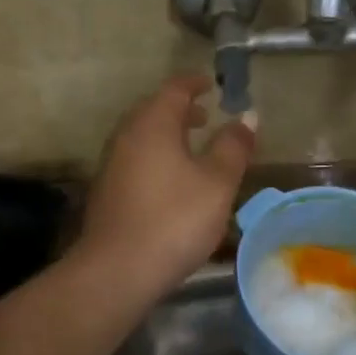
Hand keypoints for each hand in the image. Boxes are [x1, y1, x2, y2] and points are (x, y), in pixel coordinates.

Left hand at [77, 74, 256, 297]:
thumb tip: (248, 115)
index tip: (212, 85)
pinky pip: (135, 158)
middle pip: (153, 110)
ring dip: (167, 134)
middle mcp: (126, 136)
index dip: (195, 84)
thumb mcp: (217, 183)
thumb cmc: (175, 219)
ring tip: (192, 148)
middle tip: (206, 116)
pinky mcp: (107, 191)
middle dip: (180, 109)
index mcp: (153, 124)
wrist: (118, 270)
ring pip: (142, 136)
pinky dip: (156, 156)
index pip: (175, 90)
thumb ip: (233, 146)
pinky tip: (171, 180)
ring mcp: (112, 164)